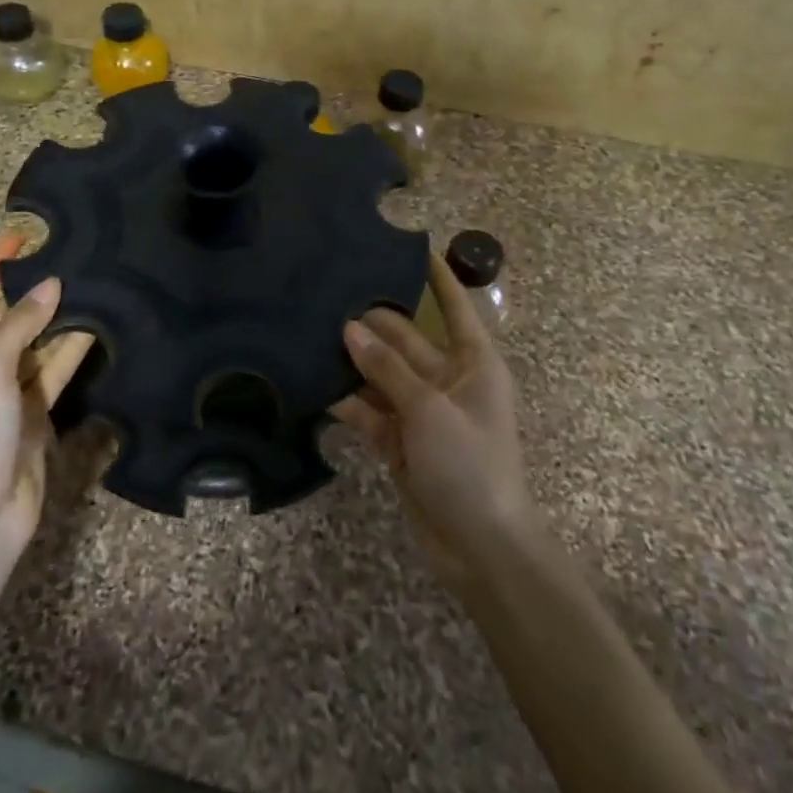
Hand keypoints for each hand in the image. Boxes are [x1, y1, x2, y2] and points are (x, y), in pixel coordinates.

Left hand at [0, 233, 94, 575]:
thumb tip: (52, 284)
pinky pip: (51, 372)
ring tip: (87, 280)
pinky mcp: (30, 414)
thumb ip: (19, 324)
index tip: (20, 235)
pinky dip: (69, 350)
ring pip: (31, 345)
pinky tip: (94, 323)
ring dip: (55, 318)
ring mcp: (0, 395)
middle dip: (29, 291)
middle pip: (1, 321)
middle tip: (64, 254)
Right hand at [333, 253, 538, 591]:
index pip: (454, 307)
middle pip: (405, 339)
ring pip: (382, 373)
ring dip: (353, 358)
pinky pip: (369, 410)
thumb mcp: (431, 410)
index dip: (437, 277)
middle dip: (372, 321)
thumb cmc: (470, 465)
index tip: (412, 244)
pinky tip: (313, 381)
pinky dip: (346, 399)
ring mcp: (421, 411)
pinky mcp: (399, 440)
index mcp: (473, 363)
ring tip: (311, 328)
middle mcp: (447, 379)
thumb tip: (349, 329)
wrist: (481, 548)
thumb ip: (388, 369)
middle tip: (329, 292)